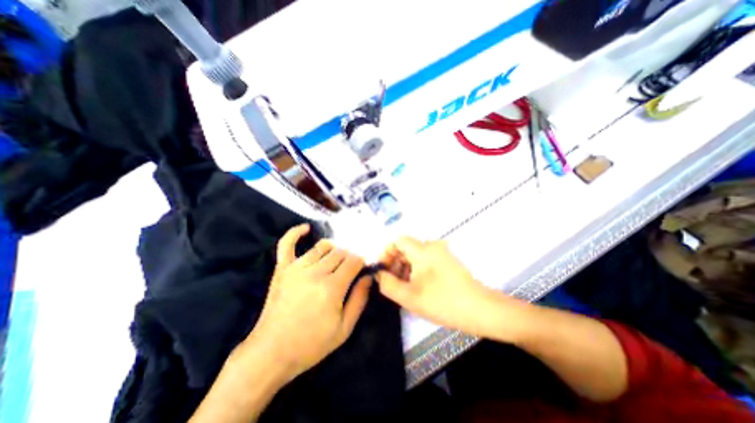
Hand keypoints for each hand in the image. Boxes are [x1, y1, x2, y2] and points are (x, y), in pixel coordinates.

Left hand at [249, 226, 370, 381]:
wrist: (271, 353)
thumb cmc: (312, 344)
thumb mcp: (344, 328)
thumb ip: (360, 299)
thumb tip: (369, 277)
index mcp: (332, 287)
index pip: (354, 260)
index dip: (362, 261)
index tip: (363, 267)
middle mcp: (316, 272)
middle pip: (341, 252)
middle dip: (350, 256)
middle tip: (351, 267)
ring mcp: (296, 267)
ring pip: (323, 246)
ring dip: (334, 249)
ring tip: (337, 258)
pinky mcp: (282, 269)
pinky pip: (287, 243)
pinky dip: (296, 233)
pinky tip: (306, 228)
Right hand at [376, 238, 512, 337]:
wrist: (480, 310)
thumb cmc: (443, 302)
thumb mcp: (409, 296)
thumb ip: (387, 284)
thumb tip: (378, 274)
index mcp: (422, 249)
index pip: (398, 240)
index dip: (386, 253)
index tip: (382, 270)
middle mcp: (432, 246)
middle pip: (406, 248)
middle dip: (394, 263)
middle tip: (391, 282)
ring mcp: (441, 253)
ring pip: (415, 255)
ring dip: (405, 268)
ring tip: (403, 287)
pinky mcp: (447, 261)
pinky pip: (425, 260)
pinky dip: (416, 270)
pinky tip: (417, 287)